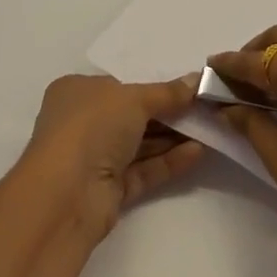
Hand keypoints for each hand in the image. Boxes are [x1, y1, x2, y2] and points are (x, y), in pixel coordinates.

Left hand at [21, 74, 204, 243]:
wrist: (66, 195)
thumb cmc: (92, 126)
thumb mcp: (134, 98)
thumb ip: (167, 92)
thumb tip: (197, 81)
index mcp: (77, 92)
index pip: (119, 85)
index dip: (152, 85)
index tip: (185, 86)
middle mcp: (83, 123)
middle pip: (133, 115)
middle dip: (168, 112)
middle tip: (204, 107)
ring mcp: (95, 159)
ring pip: (140, 144)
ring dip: (173, 137)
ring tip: (210, 128)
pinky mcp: (109, 191)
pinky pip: (143, 170)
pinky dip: (168, 161)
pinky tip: (198, 152)